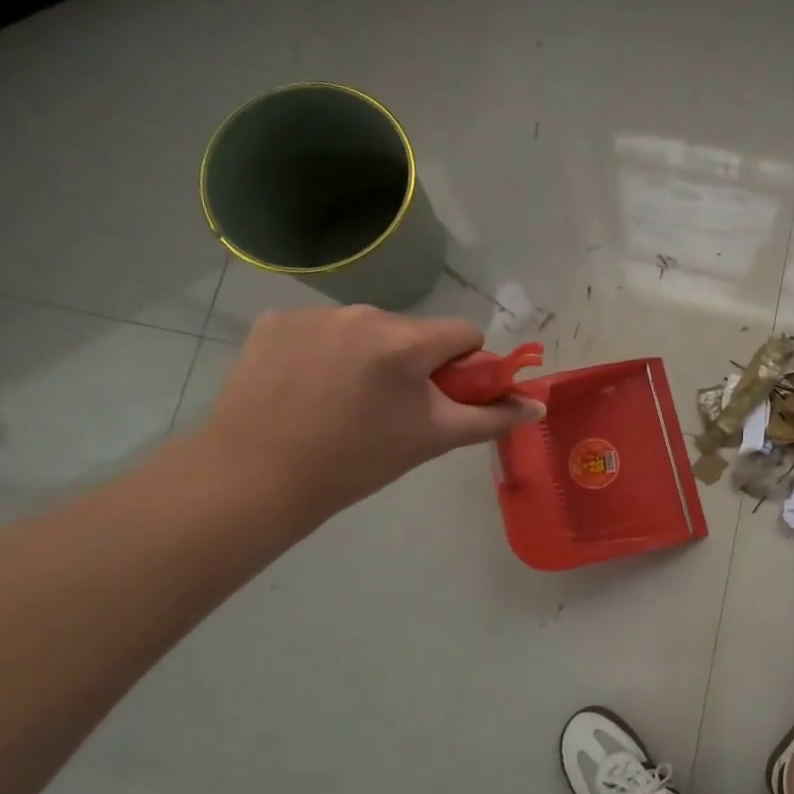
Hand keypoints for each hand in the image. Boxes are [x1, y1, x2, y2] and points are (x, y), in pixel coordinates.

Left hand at [201, 306, 543, 519]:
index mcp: (405, 341)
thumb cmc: (357, 461)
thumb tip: (537, 405)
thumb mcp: (433, 438)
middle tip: (391, 409)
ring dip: (371, 355)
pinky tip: (307, 387)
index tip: (442, 397)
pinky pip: (323, 329)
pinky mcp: (275, 321)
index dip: (463, 366)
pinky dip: (326, 352)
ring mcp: (313, 314)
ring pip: (369, 329)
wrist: (255, 479)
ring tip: (343, 400)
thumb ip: (491, 417)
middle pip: (414, 331)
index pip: (464, 333)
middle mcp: (362, 314)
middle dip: (414, 362)